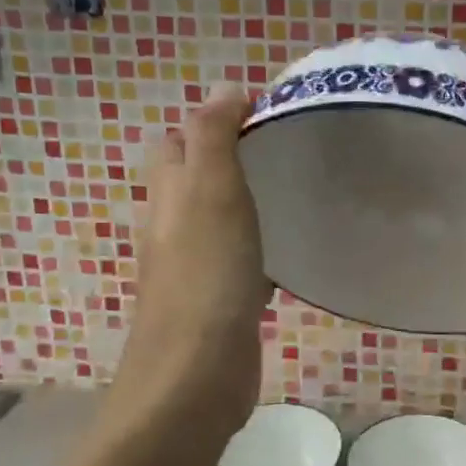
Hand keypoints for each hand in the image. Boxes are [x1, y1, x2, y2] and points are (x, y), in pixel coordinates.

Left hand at [119, 86, 269, 436]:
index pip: (180, 140)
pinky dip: (260, 246)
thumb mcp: (210, 192)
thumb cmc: (205, 277)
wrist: (195, 377)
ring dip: (246, 201)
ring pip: (220, 219)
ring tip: (295, 188)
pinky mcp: (220, 301)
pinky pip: (240, 260)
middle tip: (285, 148)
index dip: (213, 119)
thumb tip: (224, 88)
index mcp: (169, 196)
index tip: (267, 113)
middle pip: (196, 178)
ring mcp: (196, 268)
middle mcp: (175, 227)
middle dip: (231, 157)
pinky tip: (290, 249)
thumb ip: (214, 137)